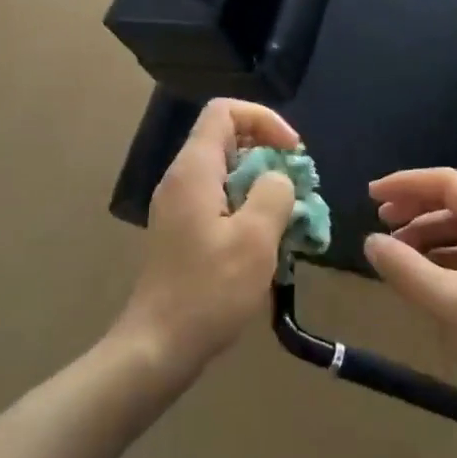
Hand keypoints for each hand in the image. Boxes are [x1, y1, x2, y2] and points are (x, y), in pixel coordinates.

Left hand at [116, 99, 300, 381]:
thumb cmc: (209, 290)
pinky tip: (268, 240)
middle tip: (298, 186)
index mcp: (194, 170)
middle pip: (227, 138)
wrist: (158, 346)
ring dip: (262, 183)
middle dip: (268, 153)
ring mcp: (179, 205)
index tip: (293, 152)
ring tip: (289, 215)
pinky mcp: (183, 230)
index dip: (264, 119)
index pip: (224, 111)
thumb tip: (278, 179)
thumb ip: (274, 194)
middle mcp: (182, 178)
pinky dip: (248, 206)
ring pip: (226, 171)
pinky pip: (219, 199)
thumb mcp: (255, 239)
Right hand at [364, 168, 456, 439]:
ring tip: (393, 253)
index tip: (372, 196)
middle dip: (414, 208)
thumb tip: (370, 241)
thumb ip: (404, 268)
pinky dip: (437, 257)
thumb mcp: (447, 303)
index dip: (407, 184)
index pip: (449, 184)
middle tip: (379, 222)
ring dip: (424, 235)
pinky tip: (417, 275)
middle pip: (454, 202)